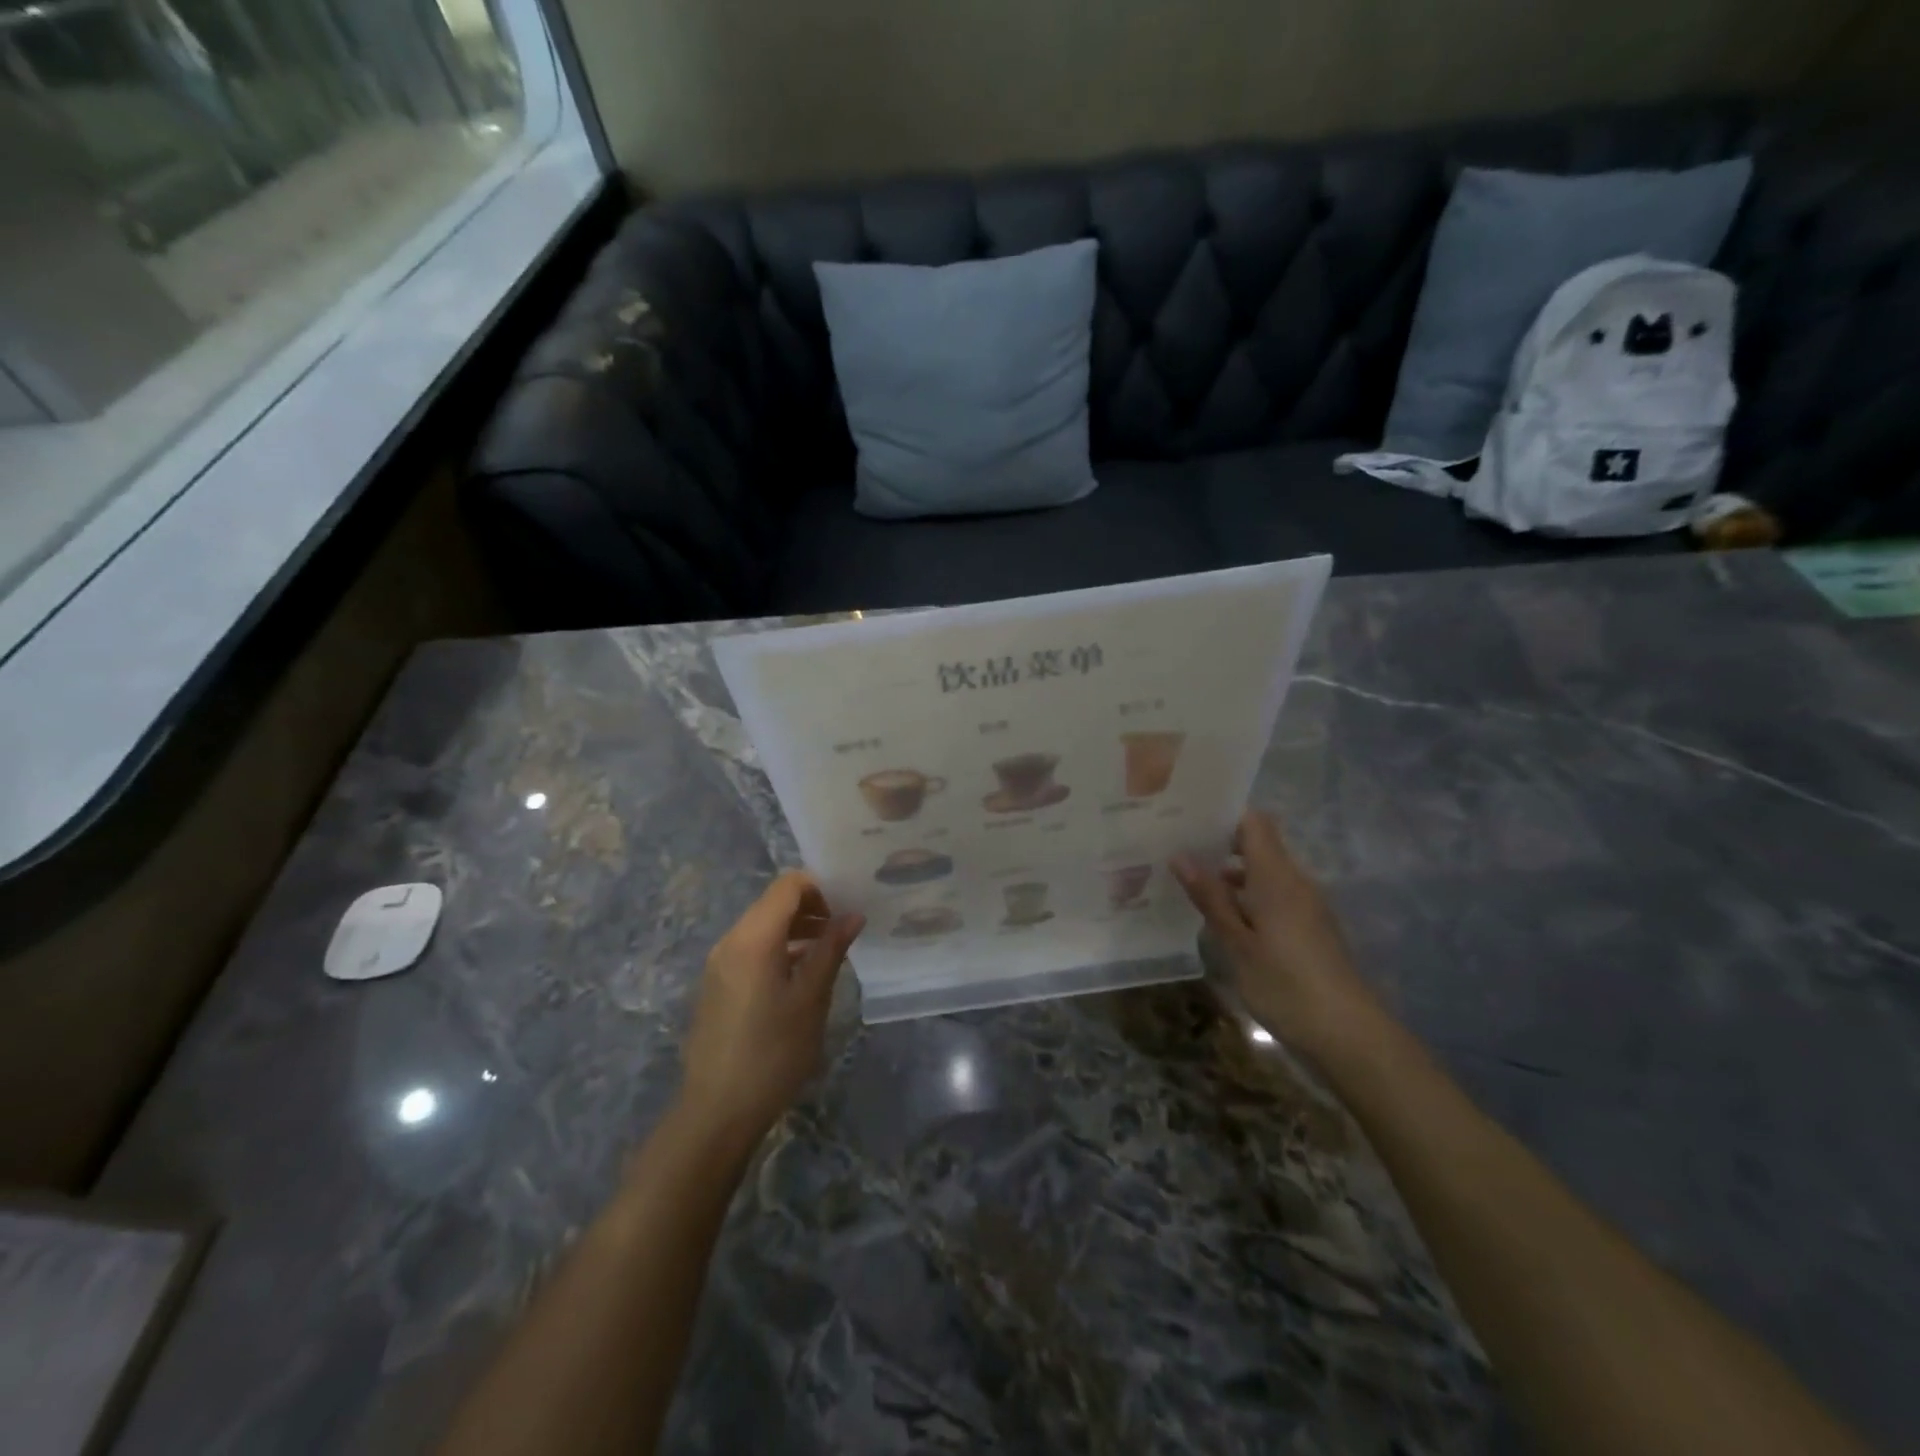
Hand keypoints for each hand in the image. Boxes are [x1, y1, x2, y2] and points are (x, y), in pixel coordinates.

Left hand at [677, 872, 863, 1148]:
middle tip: (845, 928)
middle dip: (811, 907)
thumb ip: (831, 950)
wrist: (717, 1111)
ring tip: (829, 950)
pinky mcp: (717, 984)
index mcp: (754, 938)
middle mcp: (731, 940)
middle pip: (774, 902)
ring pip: (762, 925)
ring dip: (796, 928)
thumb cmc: (772, 1052)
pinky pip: (751, 948)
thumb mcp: (811, 999)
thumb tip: (852, 915)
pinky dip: (779, 947)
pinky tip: (802, 974)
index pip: (788, 885)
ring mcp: (720, 963)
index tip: (848, 905)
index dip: (821, 886)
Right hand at [1172, 811, 1380, 1062]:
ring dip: (1230, 877)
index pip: (1254, 823)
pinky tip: (1219, 919)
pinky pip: (1273, 897)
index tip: (1187, 819)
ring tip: (1187, 884)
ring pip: (1264, 875)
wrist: (1349, 1035)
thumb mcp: (1237, 943)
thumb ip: (1211, 898)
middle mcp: (1295, 882)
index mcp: (1277, 877)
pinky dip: (1246, 899)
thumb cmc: (1286, 985)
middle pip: (1258, 846)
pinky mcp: (1309, 929)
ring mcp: (1306, 906)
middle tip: (1174, 851)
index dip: (1224, 816)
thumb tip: (1181, 856)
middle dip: (1218, 846)